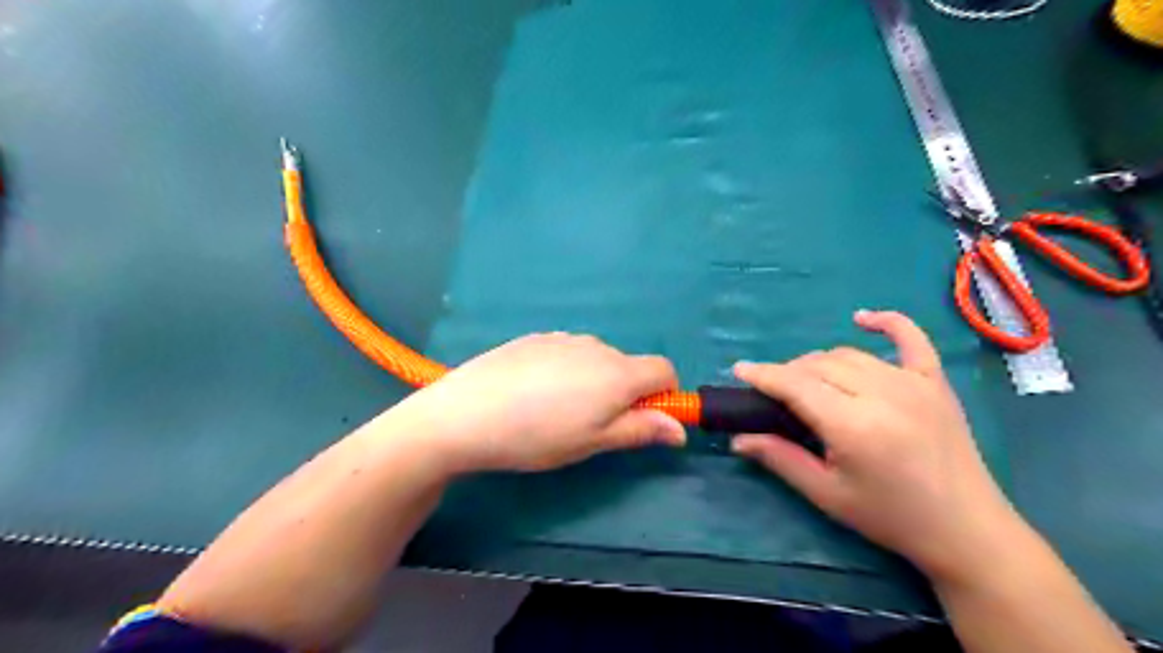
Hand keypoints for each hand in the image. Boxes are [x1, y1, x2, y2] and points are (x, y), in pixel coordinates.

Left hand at [391, 334, 682, 471]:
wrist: (466, 412)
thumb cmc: (538, 436)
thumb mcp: (593, 442)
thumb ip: (640, 430)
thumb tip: (680, 429)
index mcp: (618, 372)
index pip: (665, 370)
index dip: (663, 395)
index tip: (642, 420)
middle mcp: (597, 346)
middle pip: (629, 365)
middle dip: (624, 392)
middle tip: (591, 424)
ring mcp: (563, 338)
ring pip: (596, 359)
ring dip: (593, 381)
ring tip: (556, 410)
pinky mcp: (536, 338)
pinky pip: (567, 352)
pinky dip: (566, 370)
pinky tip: (533, 392)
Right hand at [735, 311, 1018, 581]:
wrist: (966, 529)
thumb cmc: (890, 517)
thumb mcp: (826, 494)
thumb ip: (780, 458)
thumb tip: (737, 438)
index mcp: (854, 425)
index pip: (797, 385)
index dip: (764, 375)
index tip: (740, 370)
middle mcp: (883, 394)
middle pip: (819, 365)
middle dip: (788, 372)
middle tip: (774, 393)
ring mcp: (913, 383)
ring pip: (850, 354)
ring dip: (819, 362)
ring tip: (806, 380)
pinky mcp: (935, 382)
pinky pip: (911, 339)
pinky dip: (886, 322)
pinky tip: (862, 318)